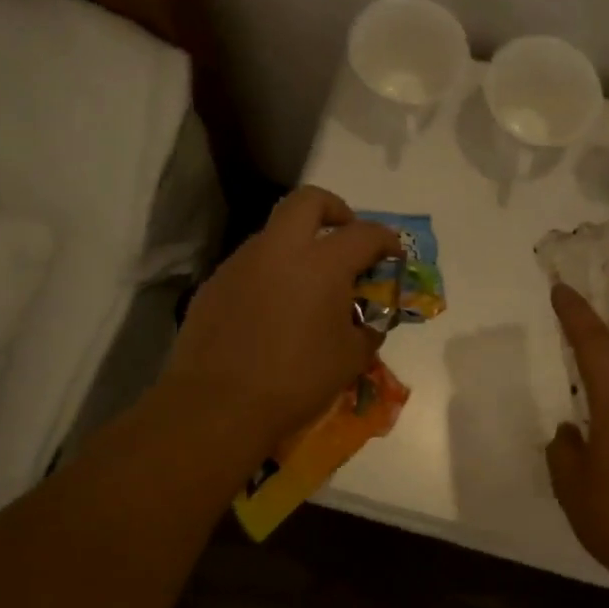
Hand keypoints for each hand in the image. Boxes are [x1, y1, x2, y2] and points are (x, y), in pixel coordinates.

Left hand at [160, 187, 400, 458]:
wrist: (219, 406)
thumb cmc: (296, 381)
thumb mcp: (350, 359)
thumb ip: (368, 330)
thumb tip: (370, 322)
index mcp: (321, 264)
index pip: (364, 234)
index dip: (386, 240)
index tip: (394, 255)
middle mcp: (279, 250)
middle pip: (309, 201)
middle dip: (335, 210)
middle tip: (345, 238)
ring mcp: (240, 264)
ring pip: (274, 233)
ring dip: (298, 246)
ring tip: (309, 286)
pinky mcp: (214, 284)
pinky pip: (250, 266)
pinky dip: (270, 275)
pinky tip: (273, 312)